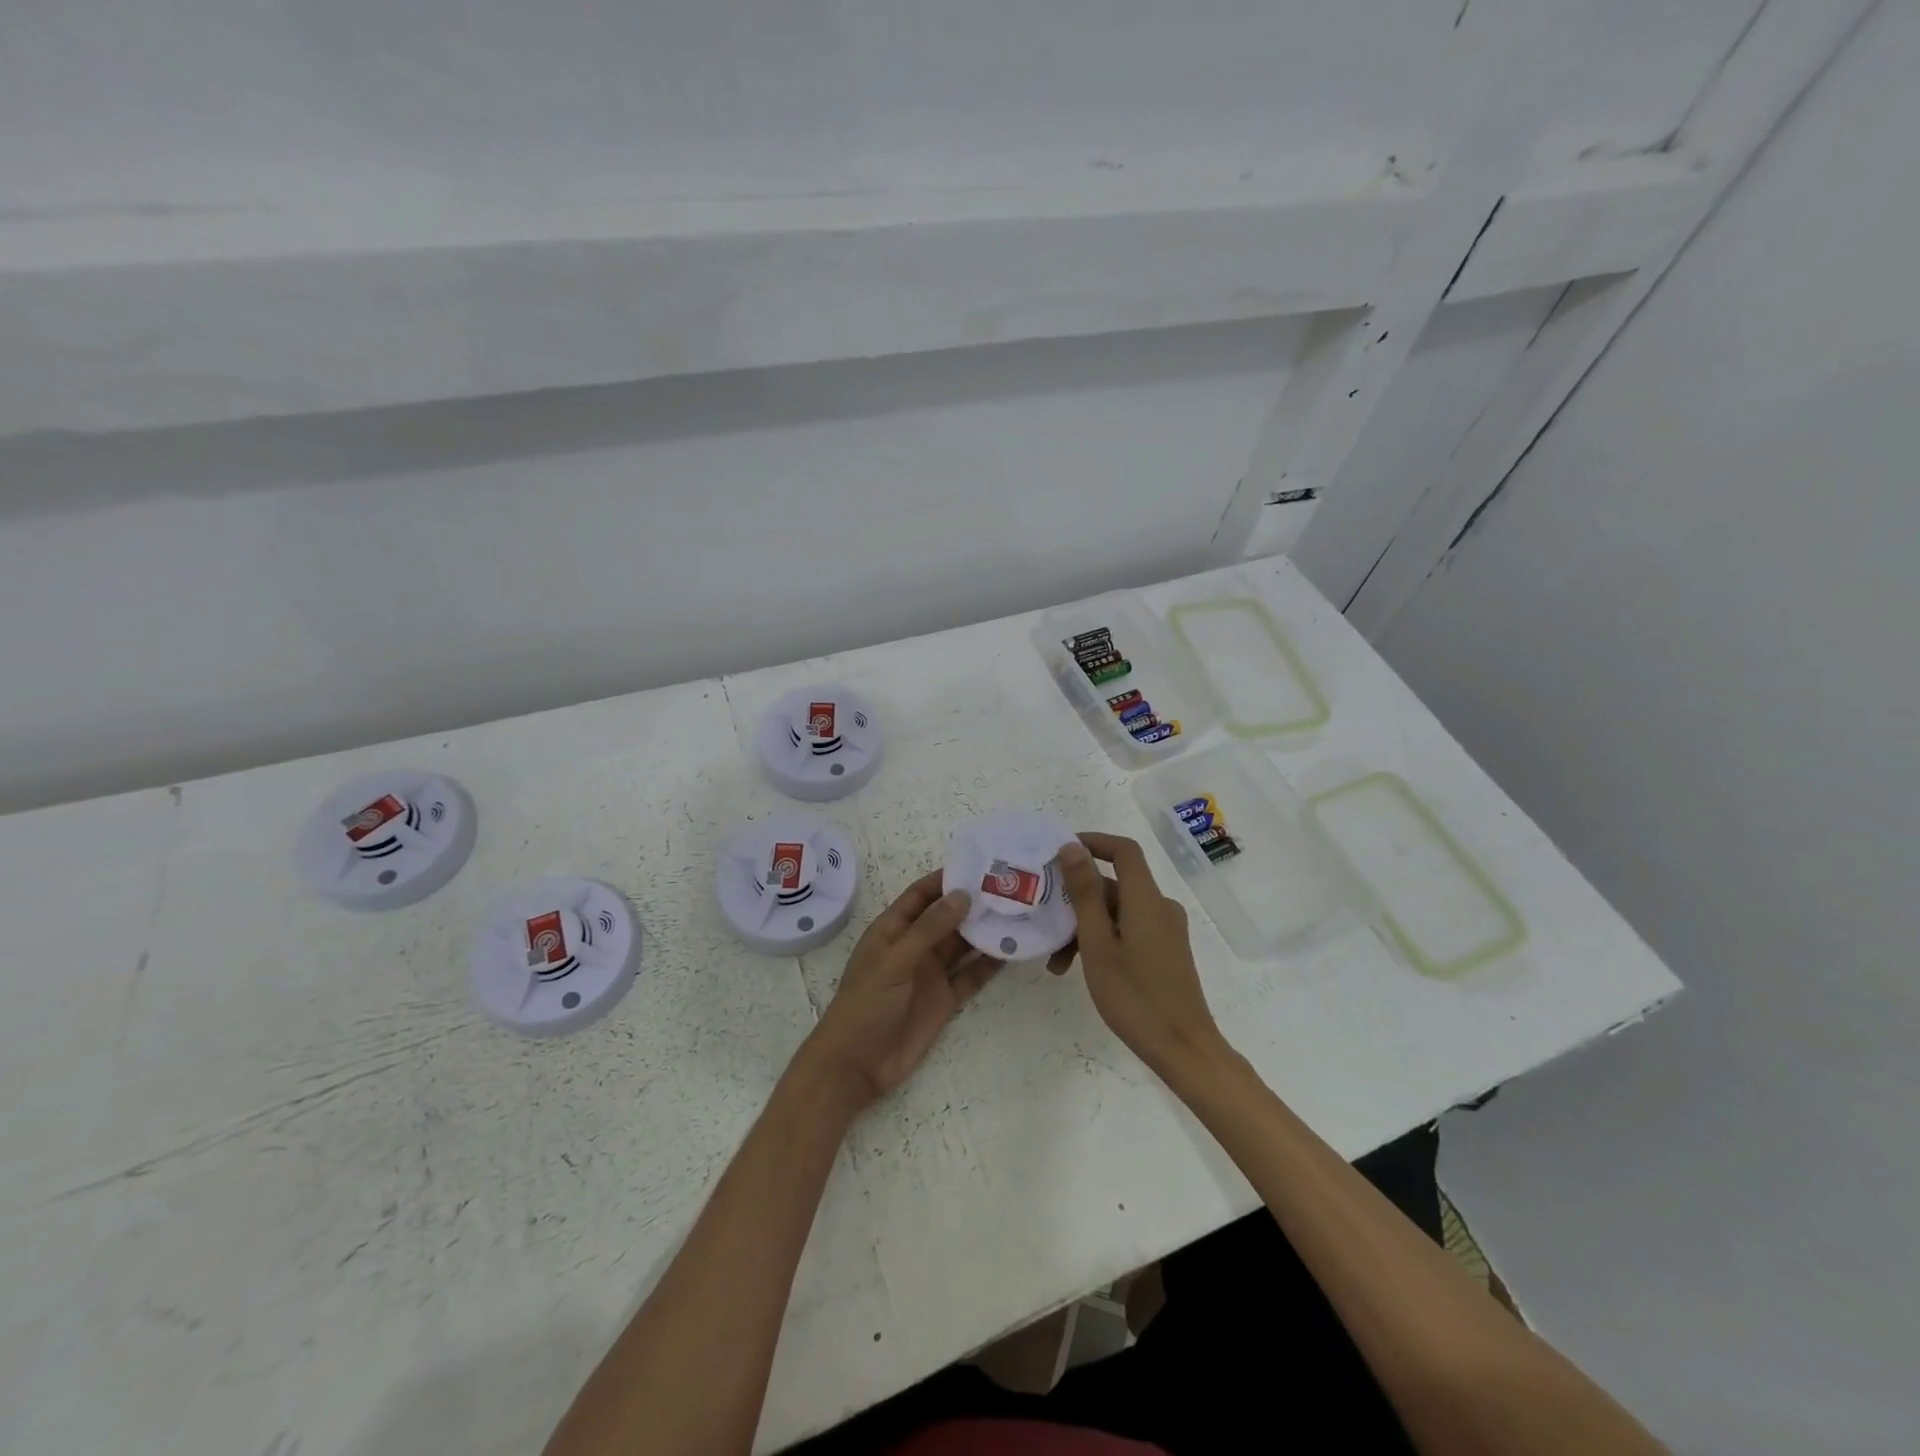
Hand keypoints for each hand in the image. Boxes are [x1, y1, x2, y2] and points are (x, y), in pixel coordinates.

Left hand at [800, 872, 996, 1108]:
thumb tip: (963, 895)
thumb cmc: (866, 1005)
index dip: (945, 879)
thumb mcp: (895, 961)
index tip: (978, 864)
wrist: (856, 1066)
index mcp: (893, 930)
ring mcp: (931, 973)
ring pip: (962, 945)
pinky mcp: (944, 1000)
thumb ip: (929, 928)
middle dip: (973, 903)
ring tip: (1017, 913)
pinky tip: (1012, 951)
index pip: (921, 895)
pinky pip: (971, 975)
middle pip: (947, 917)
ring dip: (985, 931)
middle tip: (1008, 887)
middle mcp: (914, 946)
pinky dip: (989, 964)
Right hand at [1053, 834, 1225, 1078]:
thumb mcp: (1097, 944)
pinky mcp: (1166, 951)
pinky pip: (1129, 930)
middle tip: (1045, 922)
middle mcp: (1160, 907)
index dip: (1093, 842)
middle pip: (1115, 885)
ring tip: (1057, 962)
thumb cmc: (1134, 997)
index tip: (1059, 852)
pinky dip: (1104, 940)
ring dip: (1085, 927)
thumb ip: (1085, 893)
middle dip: (1077, 899)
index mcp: (1147, 900)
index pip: (1124, 850)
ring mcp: (1165, 930)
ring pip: (1118, 912)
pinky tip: (1081, 968)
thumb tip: (1072, 847)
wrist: (1184, 1049)